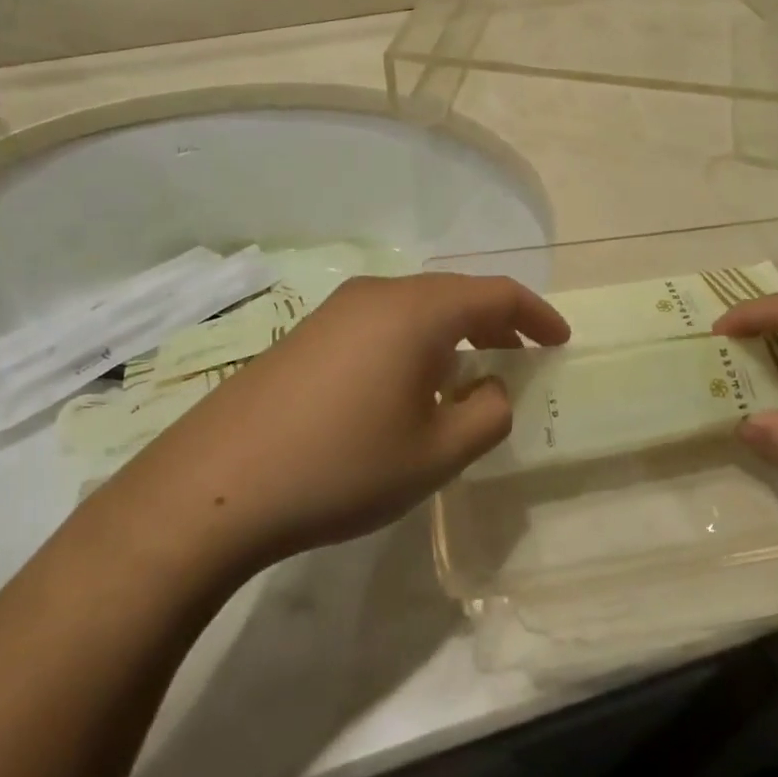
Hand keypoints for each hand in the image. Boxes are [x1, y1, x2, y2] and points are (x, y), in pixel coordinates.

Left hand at [121, 273, 569, 570]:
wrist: (217, 483)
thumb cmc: (342, 465)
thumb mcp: (435, 453)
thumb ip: (486, 415)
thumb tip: (492, 388)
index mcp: (417, 311)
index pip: (495, 293)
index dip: (536, 314)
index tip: (560, 342)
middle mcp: (379, 294)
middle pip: (455, 294)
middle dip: (496, 322)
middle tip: (523, 356)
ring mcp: (337, 310)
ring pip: (416, 309)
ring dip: (454, 333)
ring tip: (472, 373)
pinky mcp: (308, 333)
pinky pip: (382, 324)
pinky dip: (416, 343)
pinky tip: (410, 385)